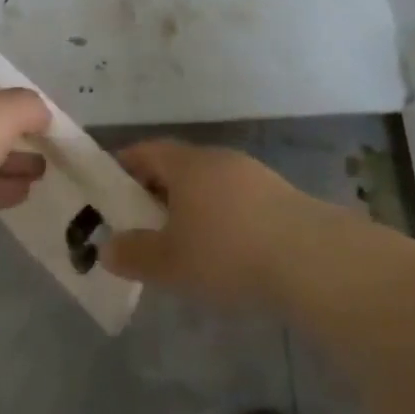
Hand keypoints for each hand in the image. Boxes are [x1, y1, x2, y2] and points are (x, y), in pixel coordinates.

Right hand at [102, 139, 320, 311]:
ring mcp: (249, 172)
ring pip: (206, 182)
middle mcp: (216, 158)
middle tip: (139, 224)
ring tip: (180, 241)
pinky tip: (222, 248)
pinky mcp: (275, 194)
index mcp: (186, 163)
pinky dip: (217, 215)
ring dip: (188, 204)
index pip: (145, 151)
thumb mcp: (170, 262)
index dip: (124, 167)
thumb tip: (107, 247)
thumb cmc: (226, 252)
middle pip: (176, 166)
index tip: (109, 191)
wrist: (307, 257)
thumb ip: (135, 254)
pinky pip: (232, 197)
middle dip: (155, 191)